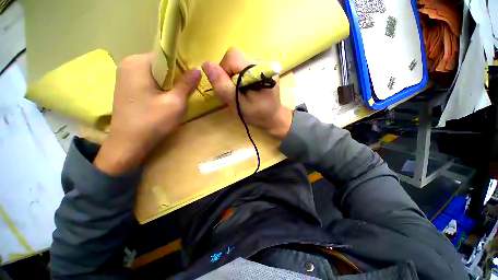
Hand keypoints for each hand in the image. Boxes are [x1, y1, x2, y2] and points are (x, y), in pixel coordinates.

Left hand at [94, 53, 200, 174]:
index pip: (166, 56)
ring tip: (177, 97)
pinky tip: (165, 100)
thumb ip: (187, 84)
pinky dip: (160, 88)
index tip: (192, 80)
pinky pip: (149, 81)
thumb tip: (198, 69)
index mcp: (137, 63)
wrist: (128, 144)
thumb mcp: (175, 103)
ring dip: (169, 83)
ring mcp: (125, 76)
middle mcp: (128, 65)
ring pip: (156, 74)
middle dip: (176, 77)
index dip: (182, 67)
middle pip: (160, 65)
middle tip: (187, 90)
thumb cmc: (152, 122)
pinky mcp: (127, 87)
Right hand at [202, 47, 292, 138]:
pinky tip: (247, 89)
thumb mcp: (237, 103)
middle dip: (229, 75)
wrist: (273, 118)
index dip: (224, 71)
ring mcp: (264, 64)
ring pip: (239, 63)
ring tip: (241, 93)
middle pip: (234, 59)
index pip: (231, 56)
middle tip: (234, 92)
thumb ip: (222, 85)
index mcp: (258, 70)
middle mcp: (263, 62)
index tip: (228, 89)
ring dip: (234, 77)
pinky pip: (245, 67)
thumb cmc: (257, 114)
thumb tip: (206, 64)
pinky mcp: (263, 69)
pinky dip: (241, 78)